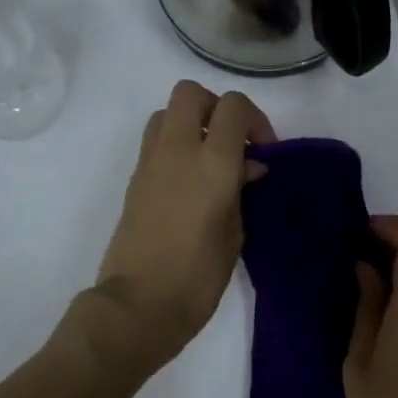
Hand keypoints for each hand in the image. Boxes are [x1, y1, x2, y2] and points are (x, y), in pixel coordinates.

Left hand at [87, 80, 275, 376]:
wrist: (139, 304)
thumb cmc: (198, 276)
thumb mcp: (234, 233)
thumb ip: (241, 190)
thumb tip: (247, 168)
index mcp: (212, 162)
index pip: (233, 107)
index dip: (254, 120)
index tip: (262, 151)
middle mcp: (177, 150)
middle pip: (191, 93)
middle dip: (216, 107)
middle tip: (233, 142)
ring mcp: (150, 162)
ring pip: (167, 112)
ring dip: (192, 123)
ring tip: (211, 160)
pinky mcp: (134, 179)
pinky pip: (156, 141)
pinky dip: (176, 145)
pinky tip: (191, 180)